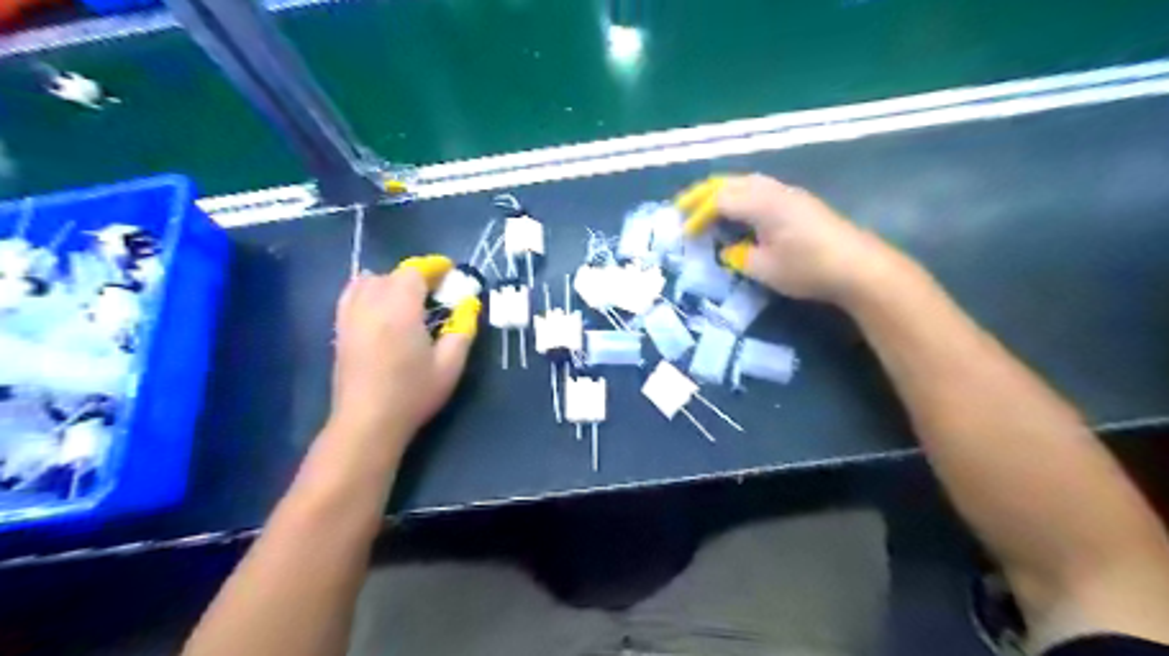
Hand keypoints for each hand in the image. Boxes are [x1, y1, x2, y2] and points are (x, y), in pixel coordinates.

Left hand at [329, 257, 477, 461]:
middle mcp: (371, 304)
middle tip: (436, 292)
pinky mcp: (340, 329)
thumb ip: (463, 329)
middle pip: (392, 274)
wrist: (368, 421)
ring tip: (407, 298)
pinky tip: (379, 306)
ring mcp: (350, 316)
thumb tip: (469, 305)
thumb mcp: (450, 365)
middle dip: (416, 277)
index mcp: (400, 309)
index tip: (449, 273)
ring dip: (390, 282)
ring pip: (368, 281)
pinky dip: (367, 290)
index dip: (433, 268)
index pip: (414, 272)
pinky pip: (350, 295)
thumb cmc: (413, 393)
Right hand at [678, 175, 900, 304]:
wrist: (858, 266)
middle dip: (703, 194)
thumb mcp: (765, 269)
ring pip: (746, 183)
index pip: (719, 200)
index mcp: (761, 203)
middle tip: (683, 208)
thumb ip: (739, 256)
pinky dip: (739, 196)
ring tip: (706, 208)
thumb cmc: (807, 268)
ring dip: (722, 192)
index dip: (698, 214)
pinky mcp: (798, 202)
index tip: (686, 234)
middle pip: (730, 183)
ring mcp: (788, 193)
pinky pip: (759, 189)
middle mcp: (773, 190)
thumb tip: (729, 250)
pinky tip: (739, 212)